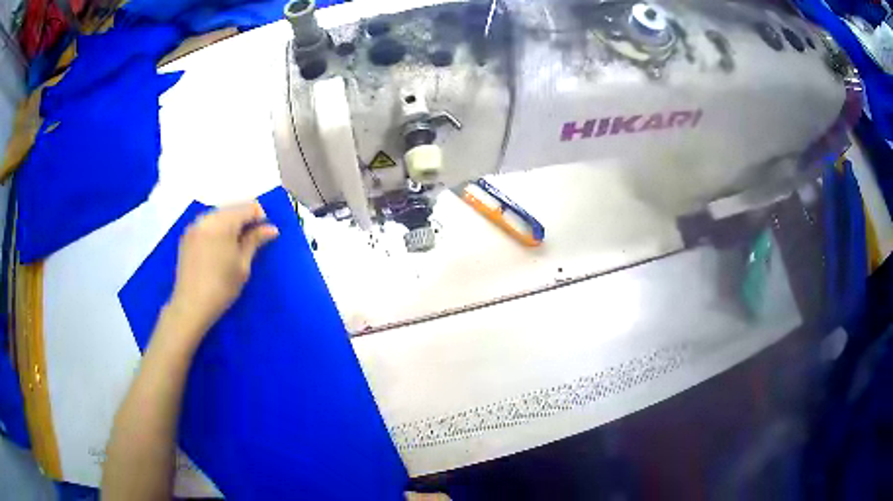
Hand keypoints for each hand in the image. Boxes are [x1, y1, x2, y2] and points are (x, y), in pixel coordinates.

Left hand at [166, 202, 278, 341]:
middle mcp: (206, 218)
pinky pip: (207, 224)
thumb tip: (271, 228)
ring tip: (234, 247)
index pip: (248, 207)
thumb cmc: (221, 287)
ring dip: (230, 224)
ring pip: (219, 215)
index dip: (260, 217)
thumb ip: (255, 241)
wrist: (191, 306)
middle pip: (232, 208)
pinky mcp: (187, 236)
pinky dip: (217, 230)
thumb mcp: (242, 265)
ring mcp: (194, 226)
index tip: (264, 235)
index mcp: (222, 222)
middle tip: (251, 242)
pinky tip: (218, 249)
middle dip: (244, 220)